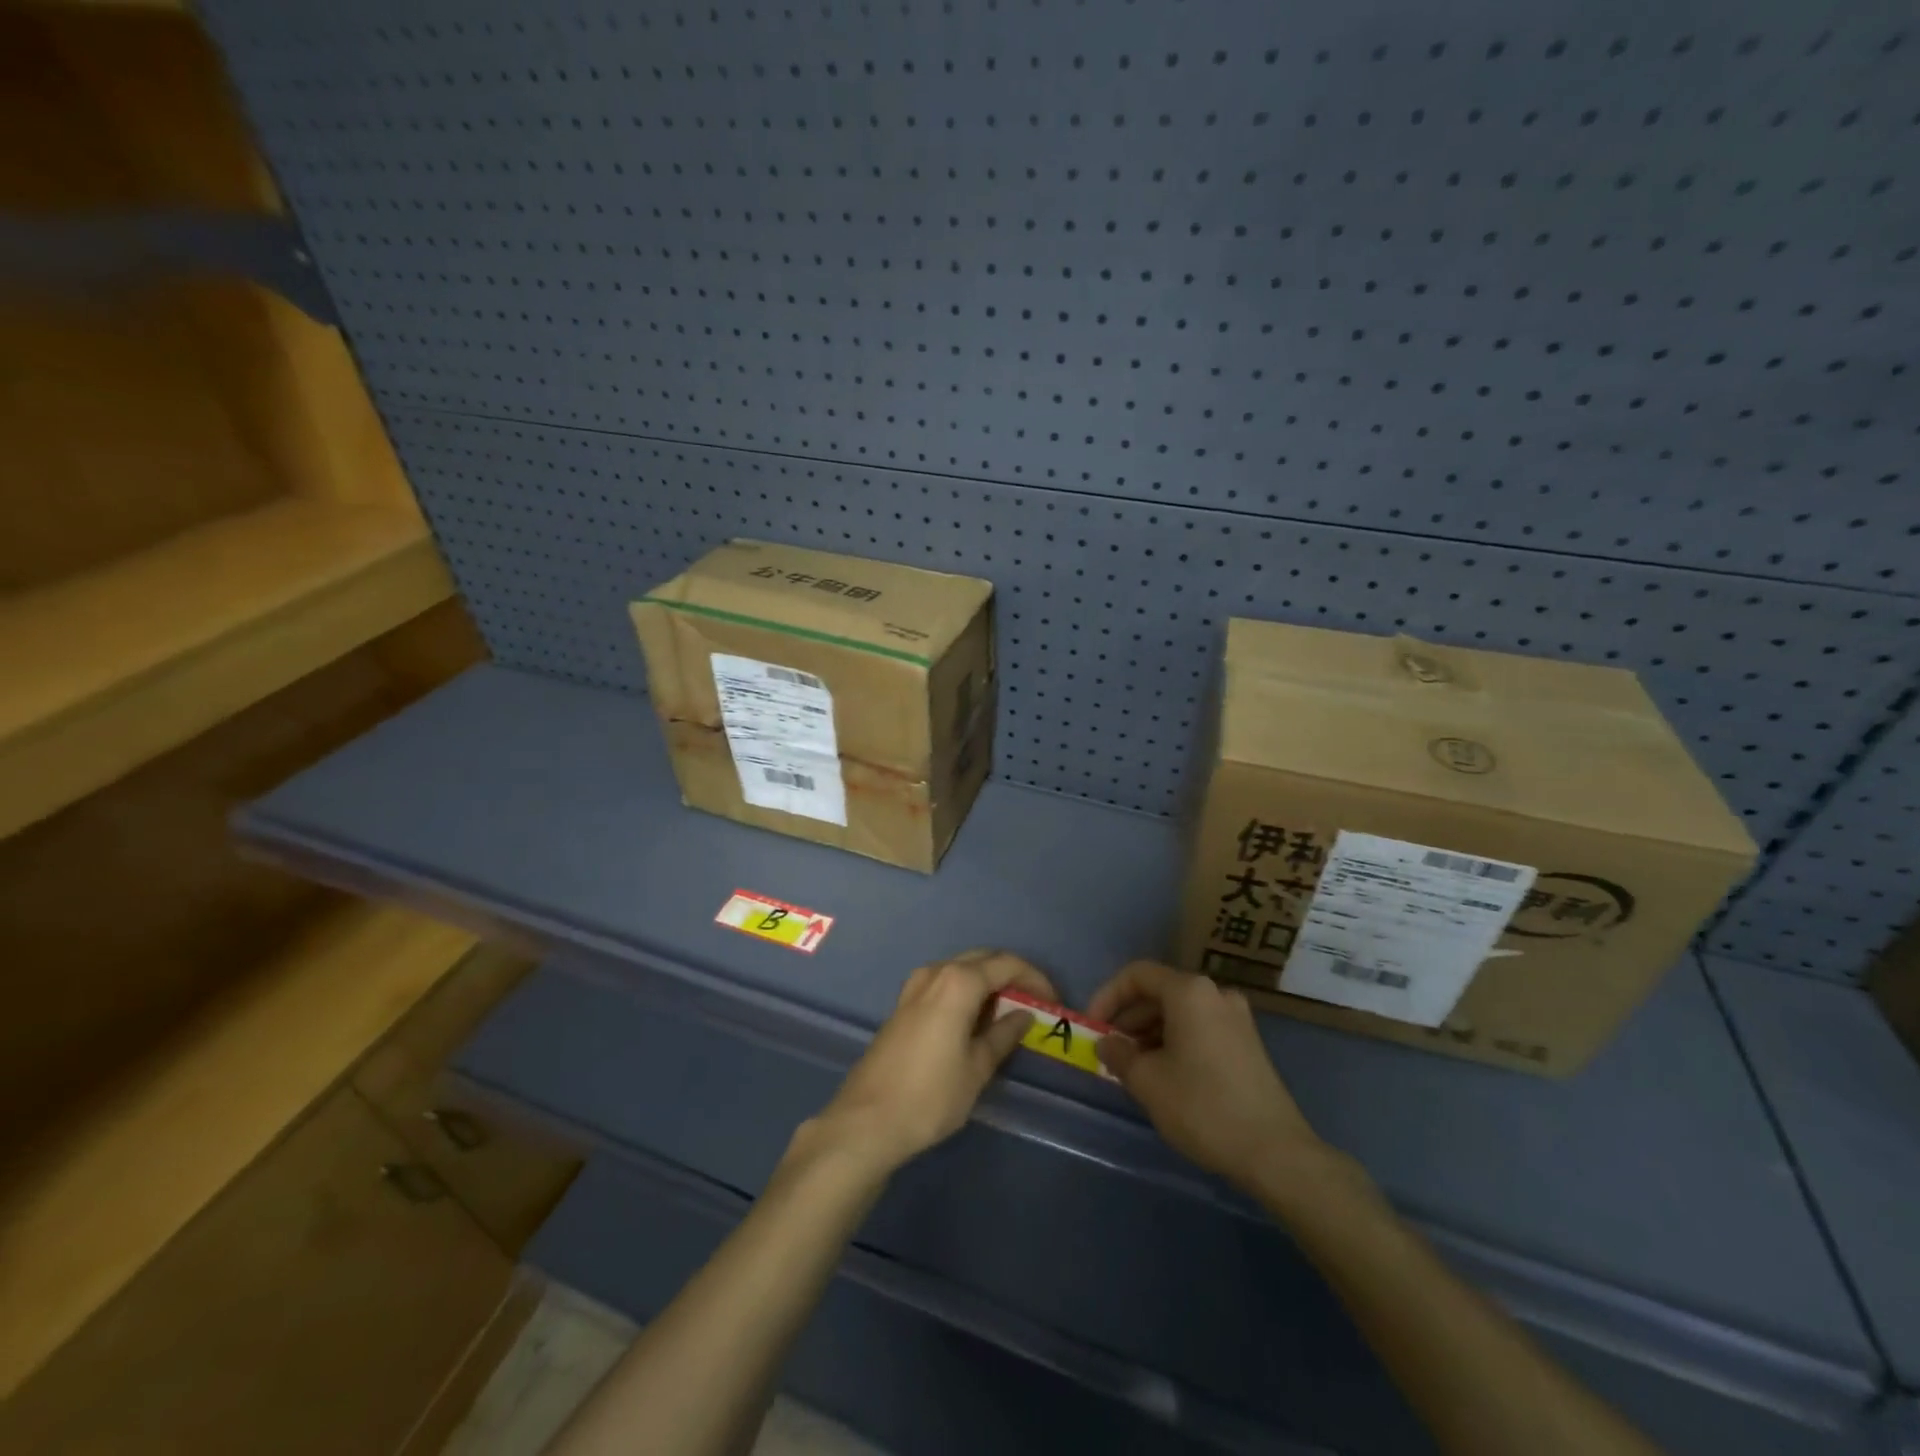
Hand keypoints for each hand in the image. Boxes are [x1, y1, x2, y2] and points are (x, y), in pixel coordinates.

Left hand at [812, 949, 1057, 1175]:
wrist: (867, 1121)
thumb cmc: (930, 1096)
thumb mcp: (977, 1068)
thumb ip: (1003, 1035)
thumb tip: (1023, 1015)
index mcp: (958, 982)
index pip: (1006, 964)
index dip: (1035, 979)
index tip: (1054, 1001)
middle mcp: (936, 972)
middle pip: (983, 959)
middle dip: (1012, 975)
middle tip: (1035, 1002)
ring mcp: (915, 986)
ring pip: (961, 969)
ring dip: (988, 982)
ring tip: (1010, 1012)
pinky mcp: (904, 1004)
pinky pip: (944, 983)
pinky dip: (967, 992)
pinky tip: (976, 1019)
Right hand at [1089, 961, 1328, 1191]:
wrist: (1275, 1153)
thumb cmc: (1202, 1107)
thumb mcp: (1147, 1081)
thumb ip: (1118, 1054)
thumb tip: (1107, 1043)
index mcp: (1189, 991)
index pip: (1137, 975)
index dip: (1108, 996)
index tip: (1092, 1026)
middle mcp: (1215, 994)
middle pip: (1159, 991)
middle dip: (1128, 1017)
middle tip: (1110, 1050)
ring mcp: (1236, 1018)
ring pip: (1179, 1012)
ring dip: (1149, 1032)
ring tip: (1133, 1067)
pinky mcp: (1247, 1043)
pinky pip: (1199, 1027)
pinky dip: (1174, 1041)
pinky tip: (1164, 1074)